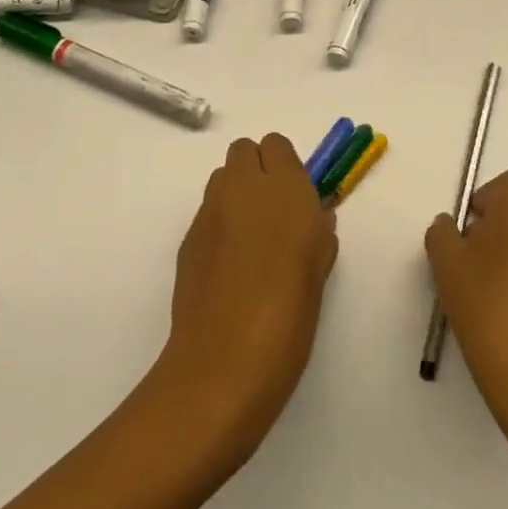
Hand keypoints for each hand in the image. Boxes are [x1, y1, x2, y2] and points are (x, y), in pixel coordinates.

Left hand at [156, 134, 338, 460]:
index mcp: (285, 189)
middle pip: (244, 150)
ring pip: (222, 177)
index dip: (285, 166)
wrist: (224, 363)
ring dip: (236, 192)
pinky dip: (219, 223)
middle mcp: (244, 188)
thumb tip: (315, 219)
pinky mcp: (188, 237)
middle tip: (273, 211)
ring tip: (250, 236)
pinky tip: (229, 263)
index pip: (276, 145)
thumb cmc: (289, 316)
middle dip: (258, 169)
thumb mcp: (320, 272)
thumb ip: (319, 234)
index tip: (295, 197)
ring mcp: (210, 211)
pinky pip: (208, 212)